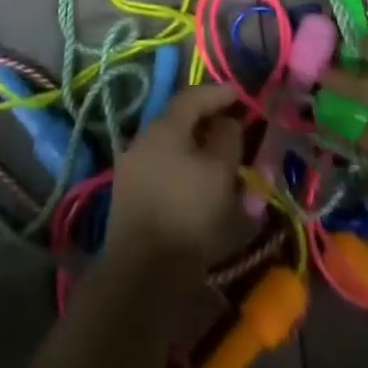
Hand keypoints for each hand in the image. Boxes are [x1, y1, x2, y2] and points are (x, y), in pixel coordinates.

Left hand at [106, 83, 244, 267]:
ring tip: (219, 161)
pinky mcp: (128, 196)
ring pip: (170, 147)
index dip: (218, 93)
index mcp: (164, 126)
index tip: (239, 94)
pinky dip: (182, 169)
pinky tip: (197, 186)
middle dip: (206, 121)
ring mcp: (131, 167)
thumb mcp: (220, 174)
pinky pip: (162, 169)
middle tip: (232, 128)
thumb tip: (226, 122)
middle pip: (179, 121)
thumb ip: (228, 140)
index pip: (192, 97)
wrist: (142, 274)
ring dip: (195, 148)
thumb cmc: (188, 214)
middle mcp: (143, 138)